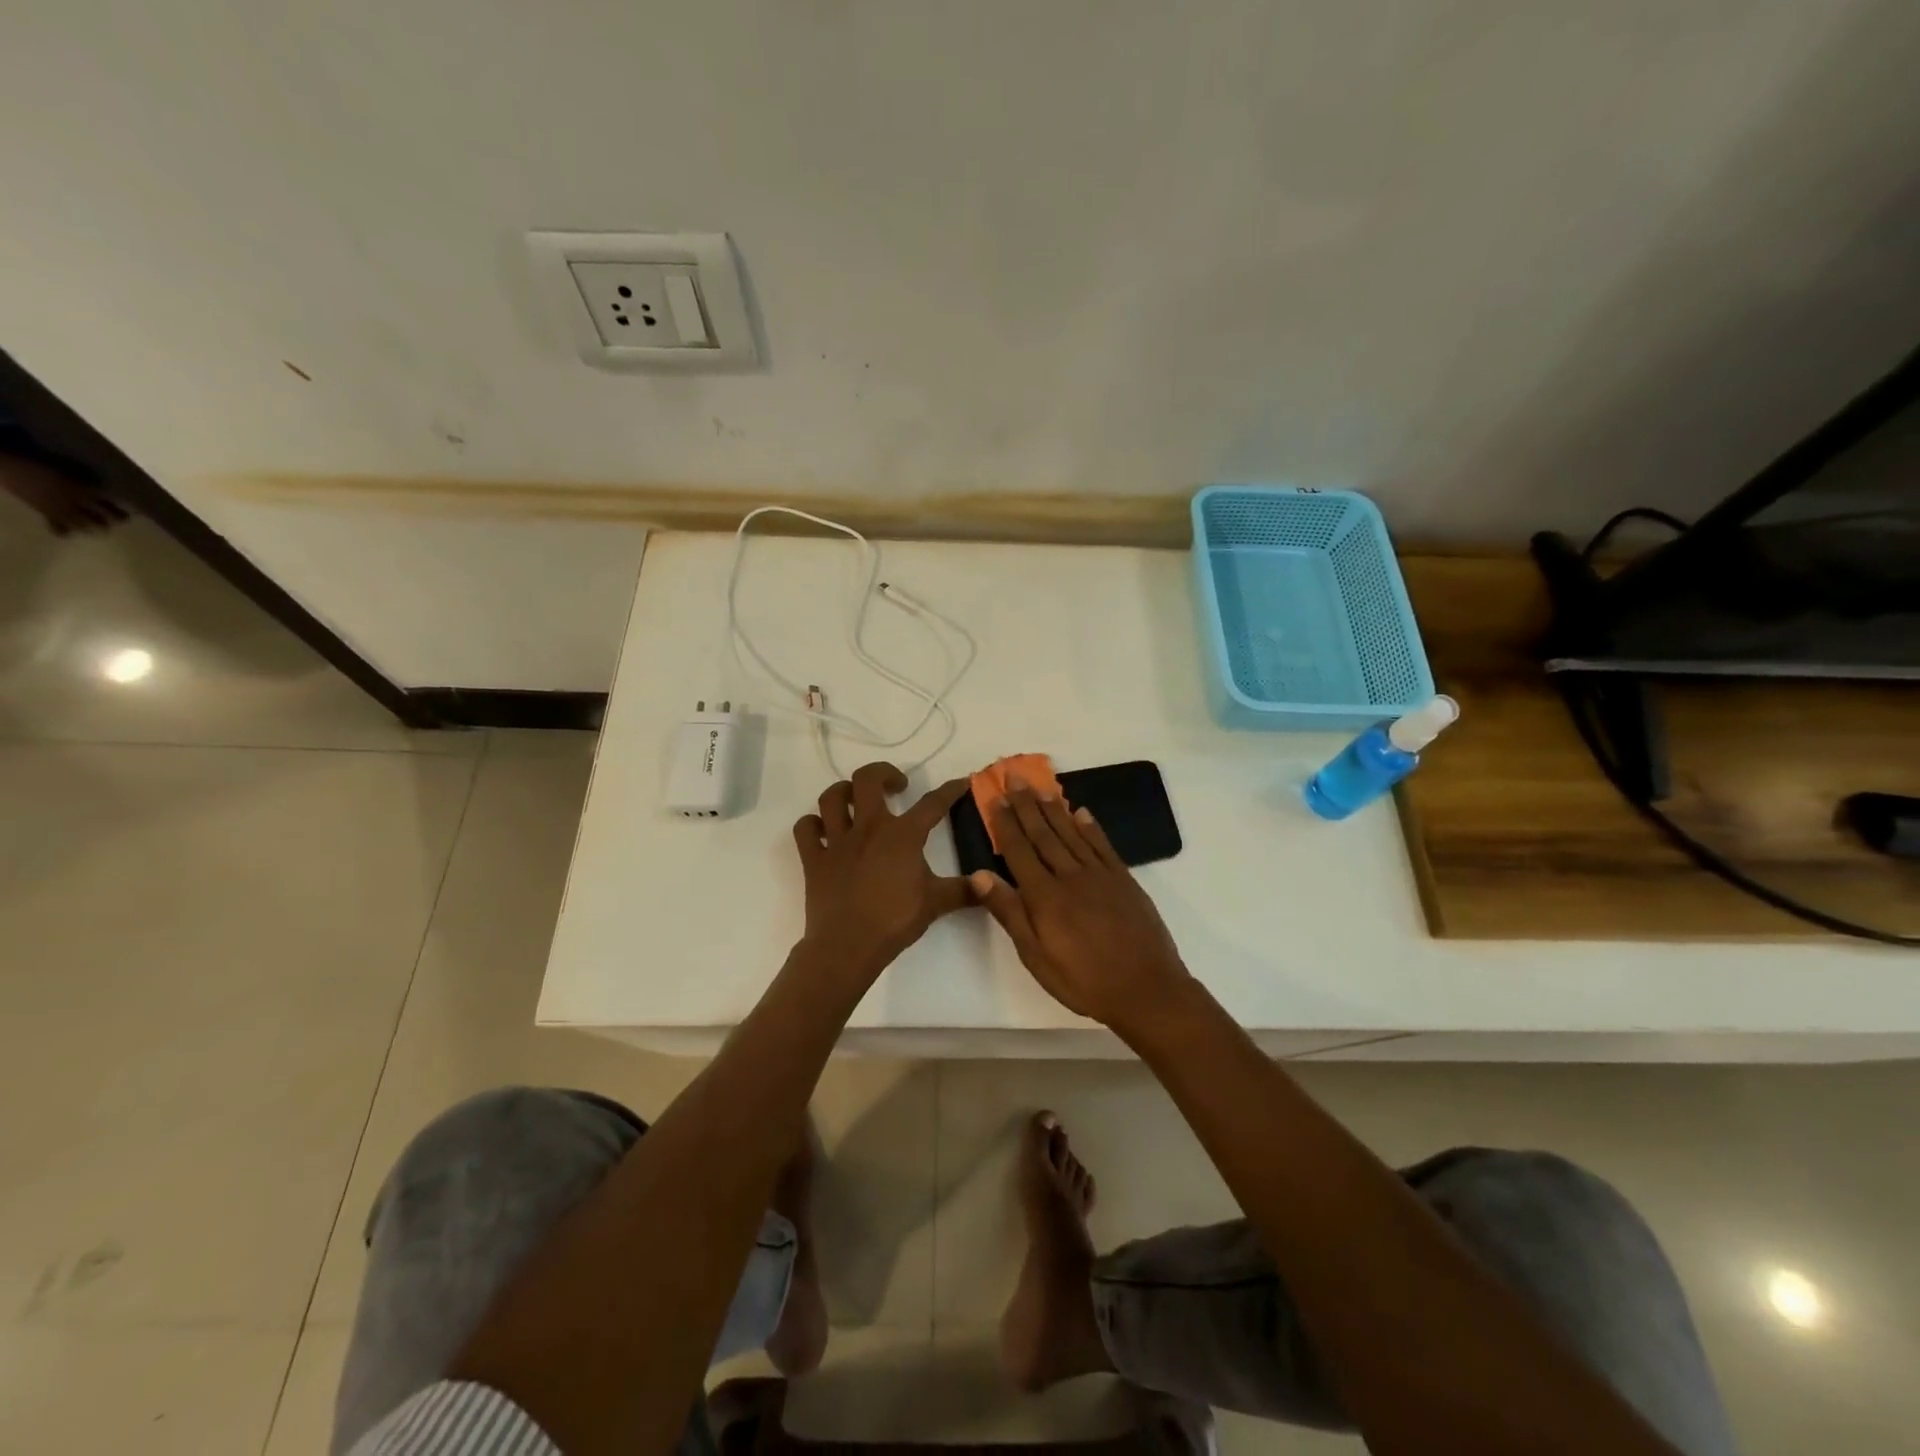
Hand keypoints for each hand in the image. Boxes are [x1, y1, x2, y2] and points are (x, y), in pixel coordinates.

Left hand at [792, 762, 972, 980]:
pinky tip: (824, 830)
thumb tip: (990, 884)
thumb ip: (964, 890)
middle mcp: (868, 828)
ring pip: (831, 798)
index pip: (932, 804)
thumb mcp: (936, 903)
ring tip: (856, 799)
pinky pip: (806, 829)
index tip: (960, 782)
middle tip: (896, 786)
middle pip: (868, 779)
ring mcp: (837, 841)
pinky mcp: (814, 859)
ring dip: (844, 792)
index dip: (950, 790)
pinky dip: (813, 825)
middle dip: (883, 773)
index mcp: (902, 835)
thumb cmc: (895, 920)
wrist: (848, 945)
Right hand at [969, 774, 1193, 1033]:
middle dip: (1026, 805)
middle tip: (1014, 777)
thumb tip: (979, 874)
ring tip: (1040, 786)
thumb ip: (1009, 912)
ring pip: (1071, 833)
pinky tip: (1081, 812)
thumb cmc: (1083, 979)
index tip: (994, 797)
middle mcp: (1069, 875)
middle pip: (1043, 834)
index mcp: (1044, 895)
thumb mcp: (1036, 955)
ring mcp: (1100, 875)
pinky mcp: (1124, 879)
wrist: (1146, 989)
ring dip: (1053, 808)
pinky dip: (1090, 827)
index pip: (1018, 850)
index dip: (1005, 822)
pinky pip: (1102, 845)